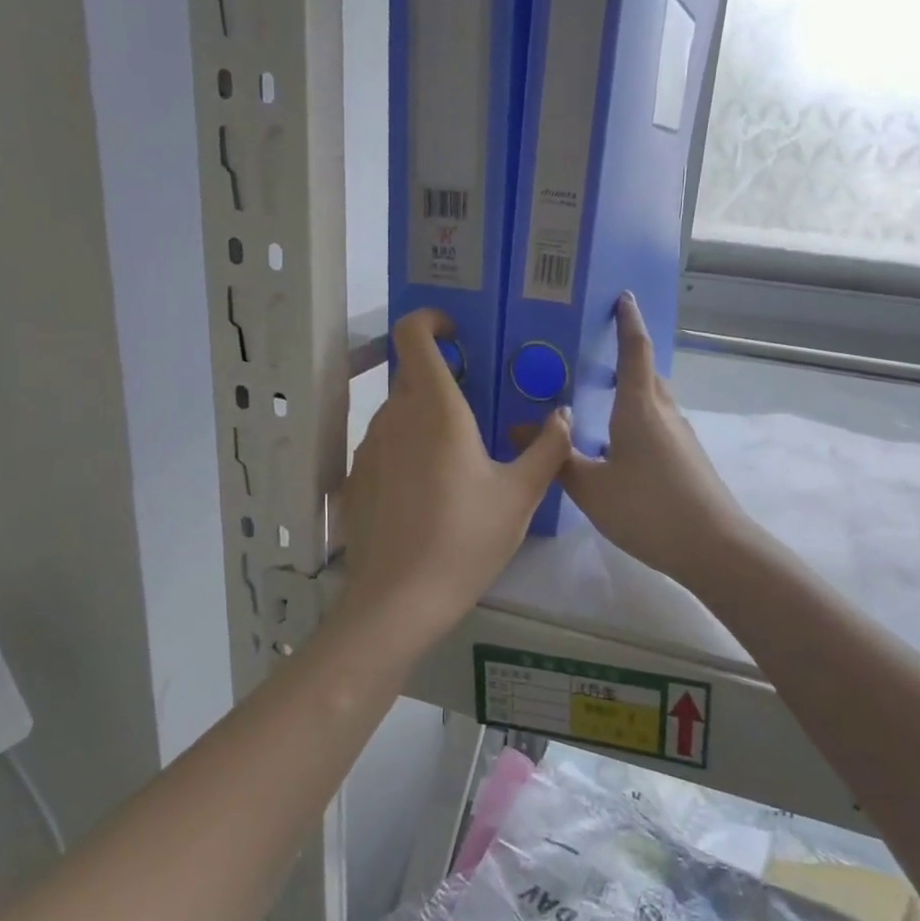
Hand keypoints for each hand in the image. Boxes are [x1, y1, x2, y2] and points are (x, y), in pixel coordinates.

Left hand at [340, 309, 570, 630]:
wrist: (398, 600)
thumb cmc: (466, 539)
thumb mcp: (519, 496)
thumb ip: (547, 448)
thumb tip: (563, 416)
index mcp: (435, 408)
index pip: (413, 334)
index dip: (430, 320)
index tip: (456, 333)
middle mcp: (394, 416)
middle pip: (412, 375)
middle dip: (443, 380)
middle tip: (479, 410)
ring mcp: (368, 447)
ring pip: (398, 413)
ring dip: (426, 419)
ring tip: (458, 461)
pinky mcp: (355, 478)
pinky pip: (385, 446)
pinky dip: (407, 451)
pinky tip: (429, 495)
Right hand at [561, 293, 752, 588]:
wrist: (714, 547)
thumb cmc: (648, 508)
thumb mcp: (591, 488)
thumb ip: (557, 458)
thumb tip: (517, 428)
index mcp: (639, 407)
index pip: (635, 350)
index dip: (628, 321)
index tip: (623, 297)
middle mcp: (664, 412)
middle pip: (647, 372)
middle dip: (627, 355)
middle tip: (597, 350)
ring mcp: (681, 436)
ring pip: (654, 400)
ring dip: (633, 389)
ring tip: (603, 397)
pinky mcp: (688, 459)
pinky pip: (659, 423)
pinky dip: (639, 417)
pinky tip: (620, 444)